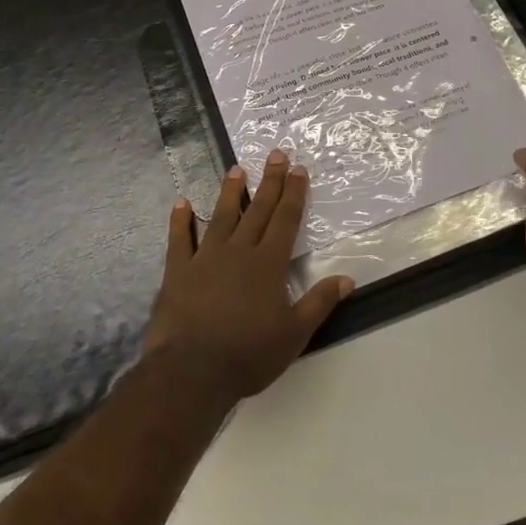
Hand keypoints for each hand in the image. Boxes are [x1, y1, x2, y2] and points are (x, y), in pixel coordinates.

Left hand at [142, 152, 354, 403]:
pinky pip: (180, 239)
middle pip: (258, 210)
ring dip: (231, 192)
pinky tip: (182, 203)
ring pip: (221, 216)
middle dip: (270, 181)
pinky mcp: (178, 271)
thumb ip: (319, 302)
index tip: (299, 169)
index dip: (294, 193)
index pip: (285, 220)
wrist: (192, 371)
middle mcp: (238, 251)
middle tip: (276, 154)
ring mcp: (205, 258)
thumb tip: (347, 278)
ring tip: (236, 169)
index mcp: (268, 264)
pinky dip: (181, 220)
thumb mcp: (294, 334)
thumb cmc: (249, 354)